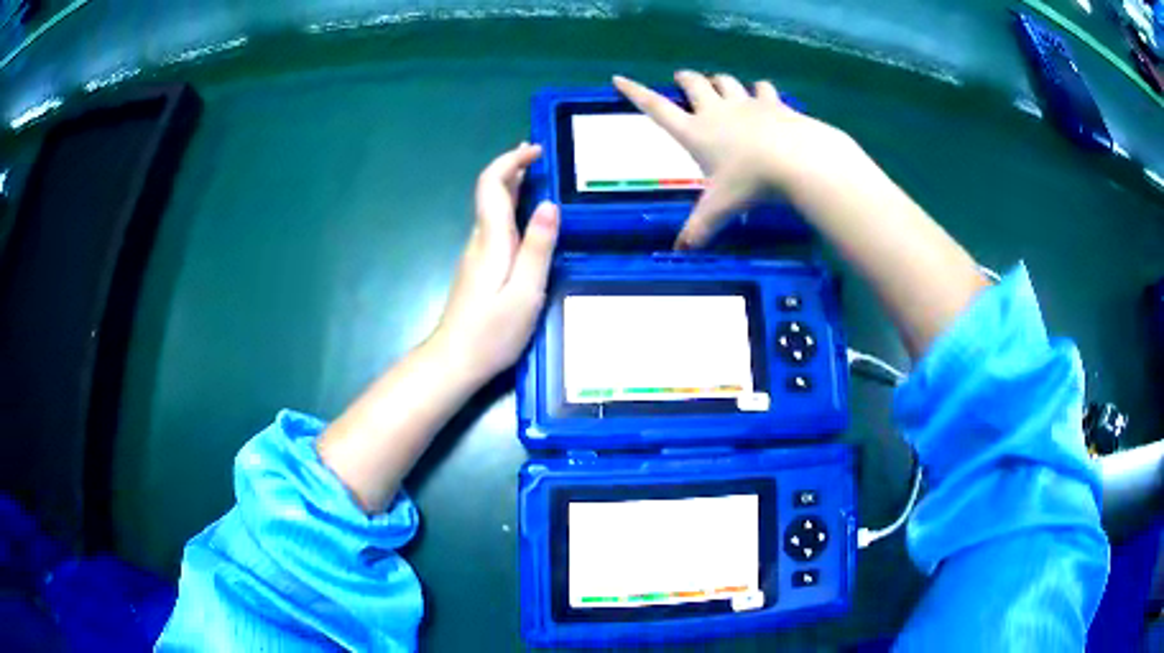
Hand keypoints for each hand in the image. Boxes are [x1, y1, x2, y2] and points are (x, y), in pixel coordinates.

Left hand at [432, 143, 559, 384]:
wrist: (454, 361)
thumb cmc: (492, 332)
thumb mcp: (525, 292)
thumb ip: (537, 248)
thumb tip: (550, 205)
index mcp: (492, 240)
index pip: (492, 185)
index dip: (510, 162)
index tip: (535, 151)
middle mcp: (480, 240)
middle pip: (490, 192)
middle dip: (513, 167)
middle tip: (538, 154)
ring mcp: (476, 254)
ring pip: (492, 209)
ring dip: (512, 186)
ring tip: (536, 174)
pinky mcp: (479, 269)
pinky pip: (495, 226)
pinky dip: (510, 208)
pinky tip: (525, 216)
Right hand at [613, 71, 857, 248]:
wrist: (796, 159)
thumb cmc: (750, 182)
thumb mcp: (720, 208)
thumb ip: (699, 228)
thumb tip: (679, 252)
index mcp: (695, 132)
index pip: (656, 107)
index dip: (635, 92)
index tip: (619, 78)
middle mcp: (715, 110)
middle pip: (693, 84)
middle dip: (684, 79)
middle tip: (682, 80)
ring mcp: (745, 103)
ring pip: (725, 81)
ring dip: (718, 81)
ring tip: (718, 85)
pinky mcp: (772, 102)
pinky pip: (762, 87)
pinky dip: (759, 89)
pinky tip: (762, 94)